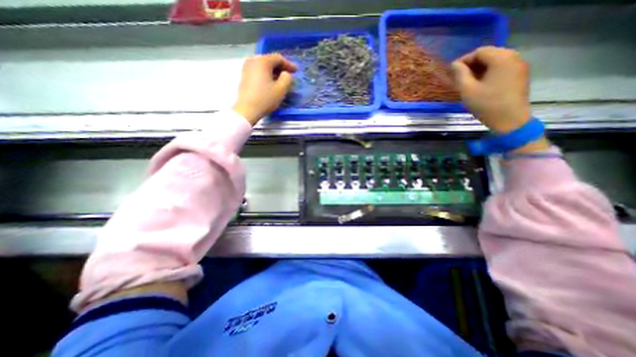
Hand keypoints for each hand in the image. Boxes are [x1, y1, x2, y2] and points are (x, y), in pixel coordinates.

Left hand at [232, 52, 297, 125]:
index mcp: (262, 61)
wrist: (247, 110)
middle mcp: (253, 60)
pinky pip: (258, 71)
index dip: (289, 64)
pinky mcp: (244, 76)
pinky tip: (271, 82)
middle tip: (289, 74)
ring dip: (273, 71)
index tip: (296, 70)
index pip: (278, 58)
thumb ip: (287, 78)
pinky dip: (266, 74)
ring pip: (263, 66)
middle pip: (270, 60)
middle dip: (281, 67)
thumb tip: (286, 74)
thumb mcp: (281, 89)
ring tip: (281, 79)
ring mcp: (246, 68)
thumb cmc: (265, 99)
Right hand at [449, 46, 548, 152]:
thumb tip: (454, 65)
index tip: (453, 72)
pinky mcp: (520, 75)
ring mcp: (520, 66)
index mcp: (501, 58)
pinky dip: (490, 72)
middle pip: (489, 54)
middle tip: (459, 77)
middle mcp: (514, 57)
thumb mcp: (467, 90)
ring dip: (480, 68)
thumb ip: (460, 75)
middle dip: (472, 64)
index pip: (480, 51)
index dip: (464, 60)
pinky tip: (481, 84)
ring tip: (468, 81)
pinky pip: (502, 68)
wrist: (510, 120)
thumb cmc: (486, 104)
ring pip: (496, 61)